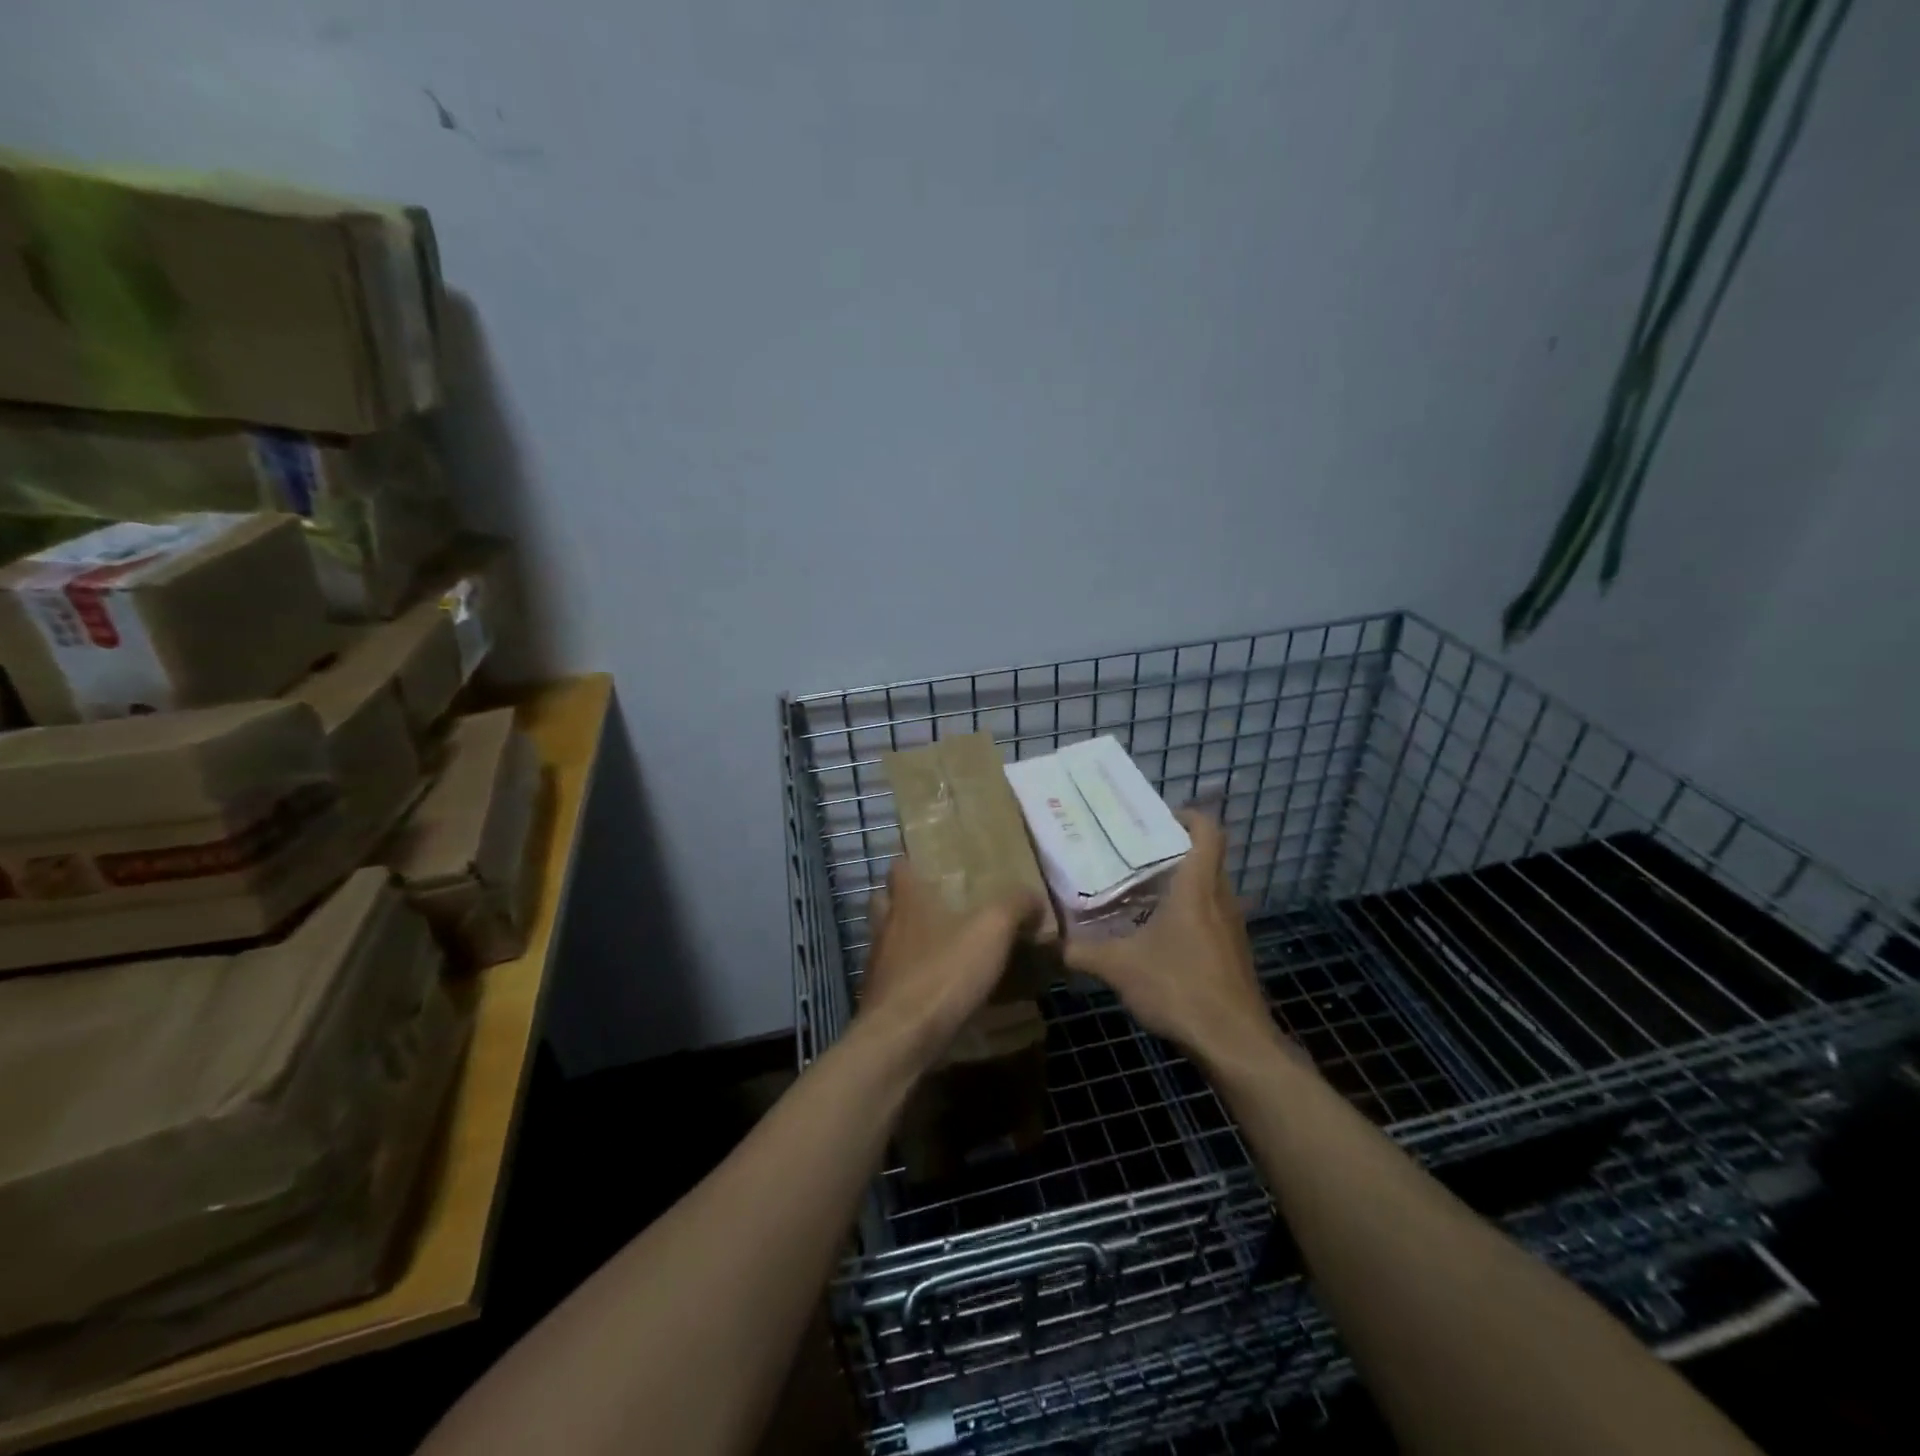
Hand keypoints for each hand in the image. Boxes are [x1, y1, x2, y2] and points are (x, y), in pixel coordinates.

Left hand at [860, 860, 1039, 1066]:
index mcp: (907, 901)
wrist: (900, 1040)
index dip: (913, 864)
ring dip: (911, 943)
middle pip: (886, 903)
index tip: (933, 866)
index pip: (899, 868)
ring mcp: (878, 966)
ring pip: (890, 942)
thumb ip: (1015, 905)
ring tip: (945, 950)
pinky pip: (897, 980)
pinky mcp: (880, 1001)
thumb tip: (1033, 897)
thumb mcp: (992, 930)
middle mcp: (886, 928)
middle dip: (907, 902)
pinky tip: (940, 991)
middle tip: (940, 907)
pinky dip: (914, 980)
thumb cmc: (943, 973)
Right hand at [1065, 809, 1287, 1063]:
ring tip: (1139, 893)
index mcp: (1197, 887)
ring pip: (1208, 890)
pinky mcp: (1234, 954)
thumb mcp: (1119, 967)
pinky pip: (1211, 917)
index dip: (1188, 816)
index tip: (1159, 819)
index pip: (1208, 831)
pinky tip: (1158, 937)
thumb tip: (1047, 940)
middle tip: (1133, 855)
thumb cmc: (1179, 988)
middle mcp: (1220, 899)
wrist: (1234, 1043)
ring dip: (1180, 885)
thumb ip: (1081, 951)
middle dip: (1173, 851)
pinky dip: (1188, 915)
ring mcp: (1232, 928)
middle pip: (1206, 858)